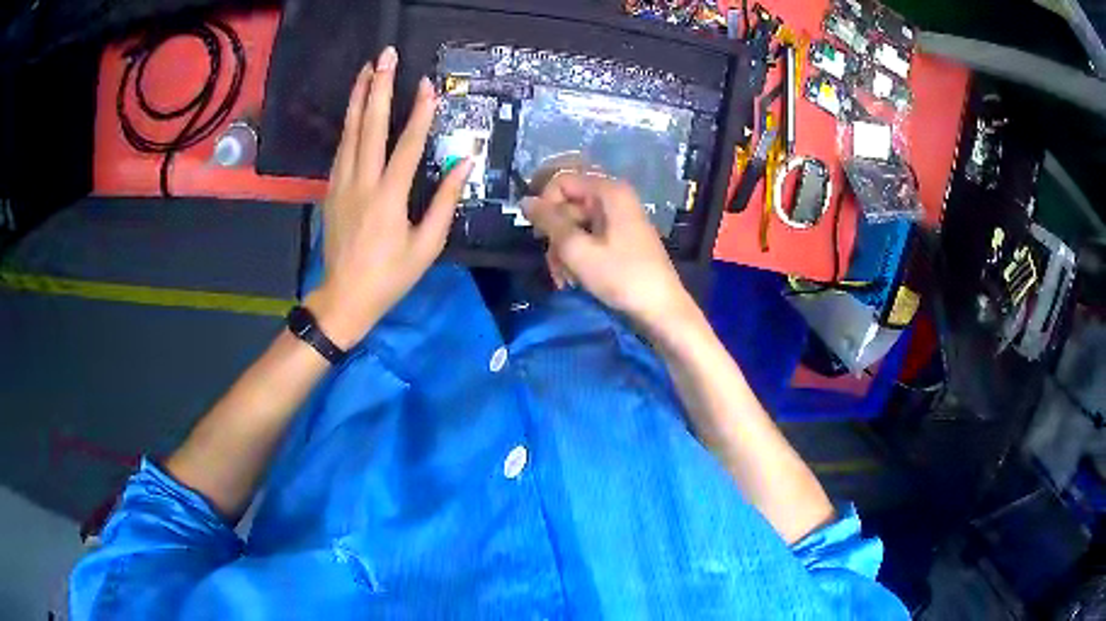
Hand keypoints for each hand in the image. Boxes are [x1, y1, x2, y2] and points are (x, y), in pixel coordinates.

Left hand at [306, 47, 472, 348]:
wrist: (344, 297)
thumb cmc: (391, 276)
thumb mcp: (427, 245)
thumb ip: (445, 201)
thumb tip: (464, 163)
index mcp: (389, 198)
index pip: (407, 145)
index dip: (419, 113)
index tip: (427, 85)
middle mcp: (362, 183)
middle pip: (369, 126)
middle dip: (378, 87)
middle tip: (385, 57)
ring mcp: (342, 184)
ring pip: (349, 132)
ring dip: (357, 97)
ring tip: (365, 70)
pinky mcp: (331, 189)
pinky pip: (342, 149)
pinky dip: (348, 123)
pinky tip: (354, 107)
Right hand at [523, 173, 700, 336]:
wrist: (661, 310)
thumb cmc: (621, 277)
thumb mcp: (577, 250)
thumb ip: (549, 222)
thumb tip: (525, 201)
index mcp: (609, 192)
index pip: (561, 182)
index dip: (545, 206)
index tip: (541, 236)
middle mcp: (615, 199)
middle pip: (567, 206)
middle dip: (555, 236)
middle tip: (554, 265)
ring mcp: (619, 220)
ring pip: (575, 225)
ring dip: (563, 251)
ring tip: (565, 279)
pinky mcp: (621, 239)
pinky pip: (589, 238)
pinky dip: (578, 256)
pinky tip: (575, 279)